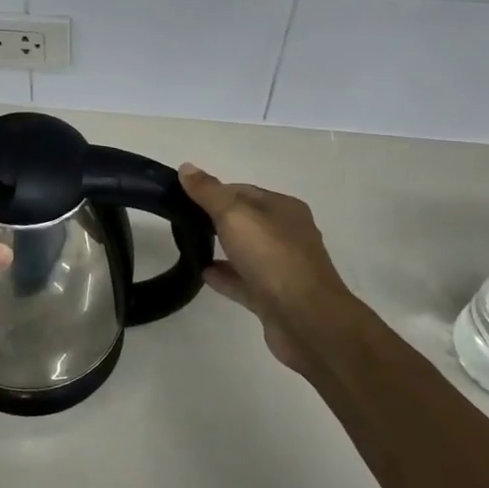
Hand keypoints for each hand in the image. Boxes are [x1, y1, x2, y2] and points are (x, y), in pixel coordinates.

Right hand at [178, 164, 364, 373]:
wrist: (306, 320)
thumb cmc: (272, 257)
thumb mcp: (235, 215)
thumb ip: (209, 192)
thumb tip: (186, 168)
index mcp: (283, 208)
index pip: (243, 191)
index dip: (214, 191)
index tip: (184, 197)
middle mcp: (287, 234)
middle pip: (245, 220)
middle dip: (216, 219)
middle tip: (183, 221)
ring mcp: (282, 268)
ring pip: (246, 251)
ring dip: (221, 247)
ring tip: (188, 245)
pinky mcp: (274, 297)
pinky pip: (244, 281)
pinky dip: (224, 275)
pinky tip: (202, 273)